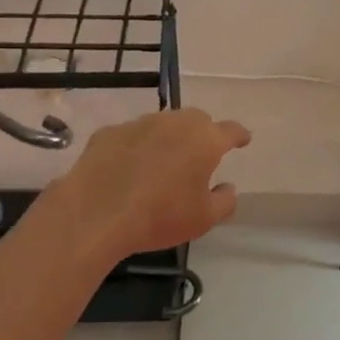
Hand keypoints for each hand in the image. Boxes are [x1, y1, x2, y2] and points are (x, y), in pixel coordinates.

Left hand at [49, 108, 248, 261]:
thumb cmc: (160, 216)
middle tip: (199, 156)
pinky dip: (136, 148)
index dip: (239, 135)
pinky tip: (127, 169)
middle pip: (197, 120)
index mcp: (205, 140)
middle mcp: (175, 122)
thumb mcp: (203, 219)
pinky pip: (131, 136)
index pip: (230, 130)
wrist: (96, 212)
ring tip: (162, 163)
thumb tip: (228, 187)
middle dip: (202, 134)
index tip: (243, 140)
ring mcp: (140, 123)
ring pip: (163, 124)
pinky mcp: (110, 132)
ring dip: (168, 139)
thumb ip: (224, 201)